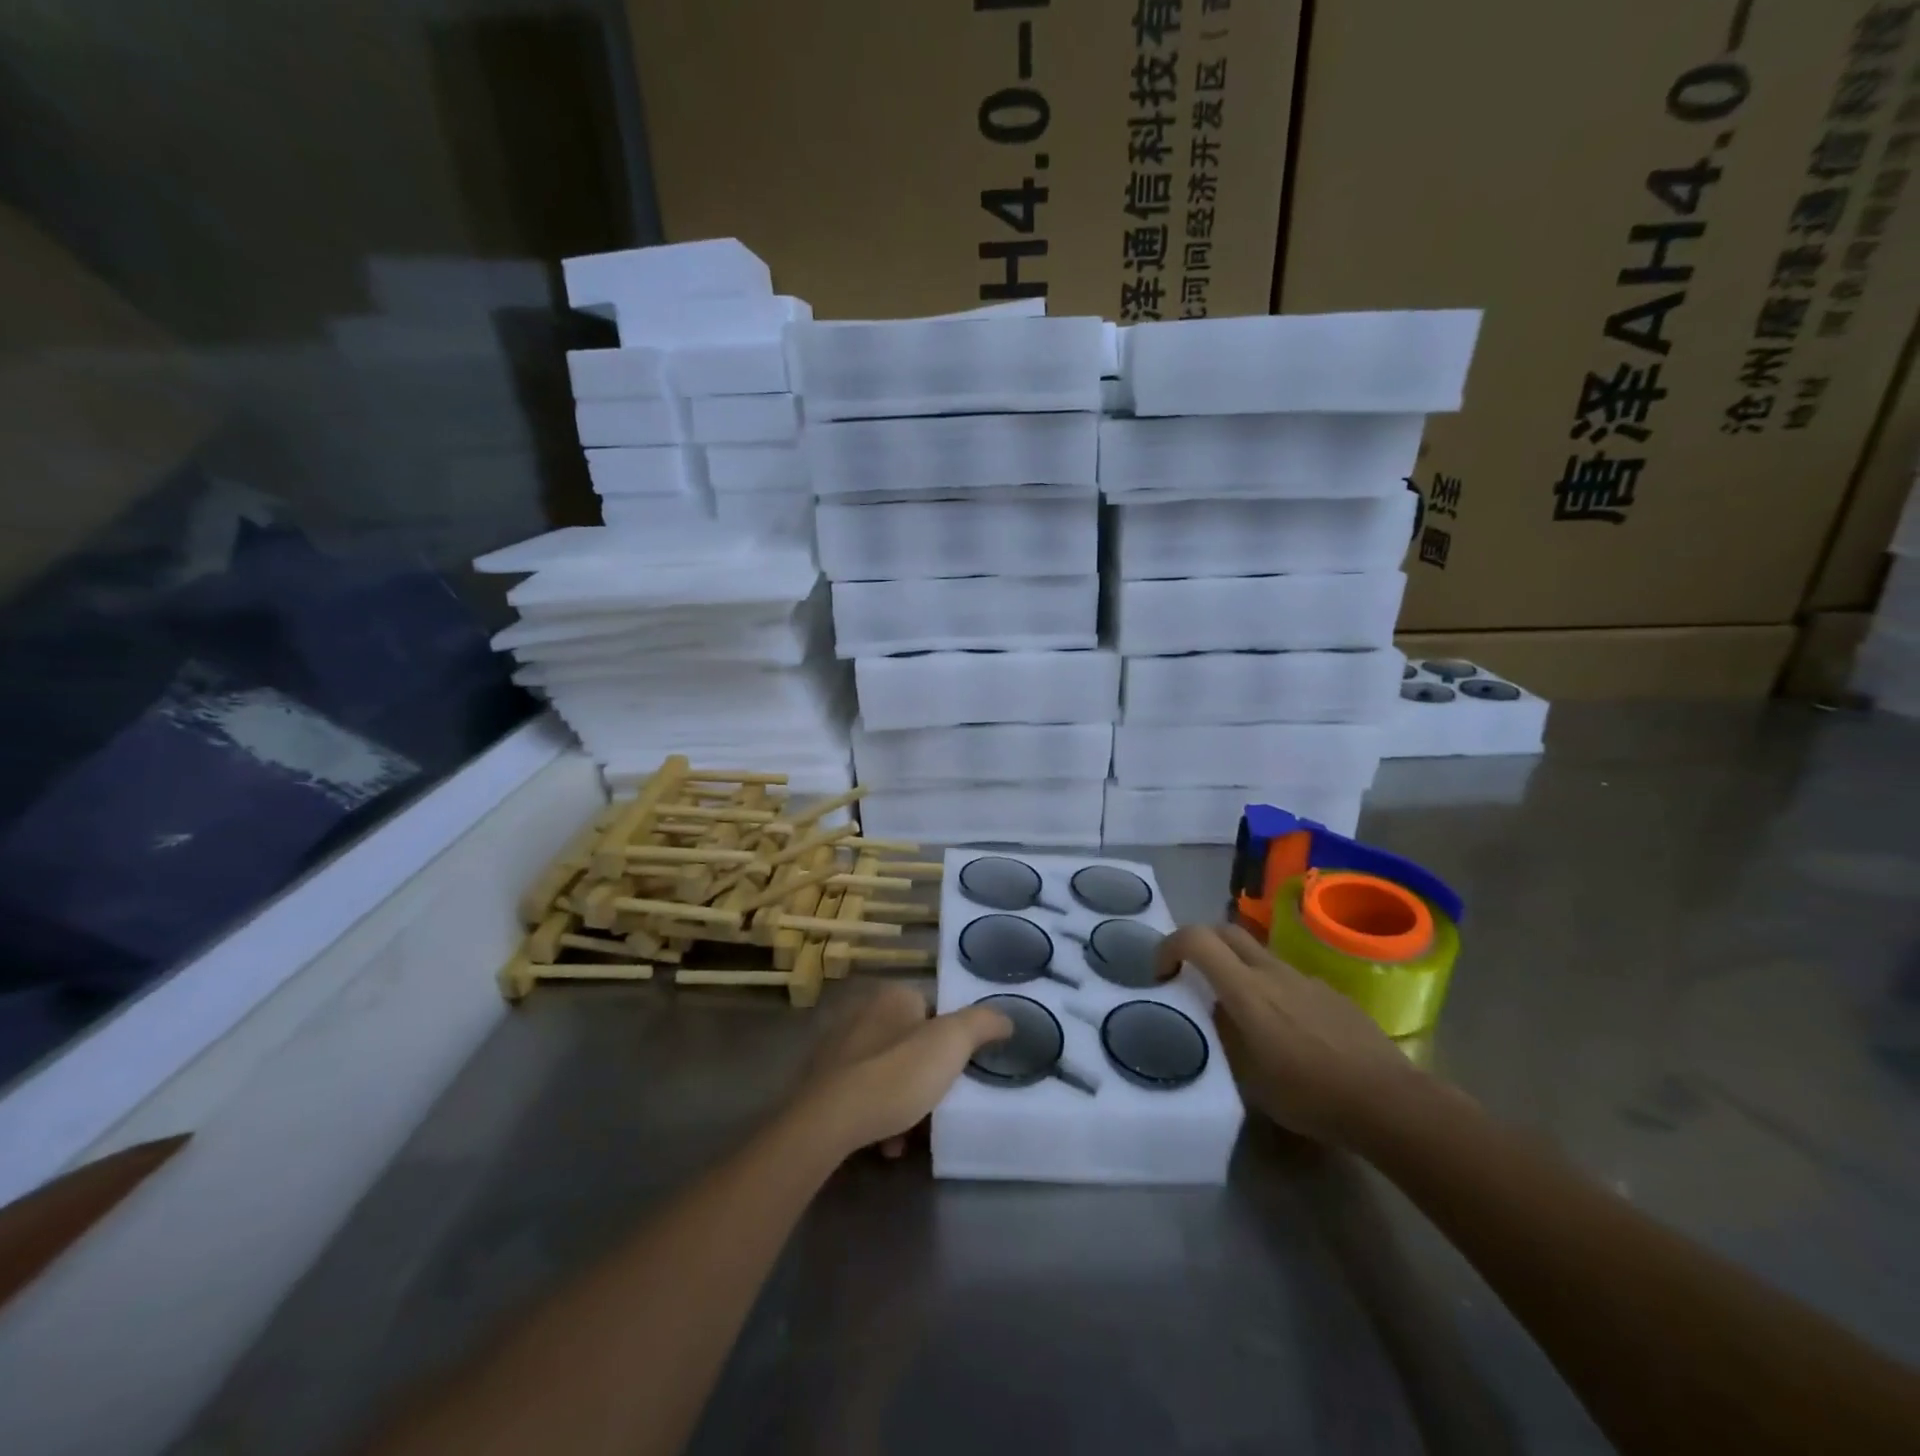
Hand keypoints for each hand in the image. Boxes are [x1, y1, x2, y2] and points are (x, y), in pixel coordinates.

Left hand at [794, 982, 1012, 1161]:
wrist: (827, 1122)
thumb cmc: (896, 1075)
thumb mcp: (952, 1043)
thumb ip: (982, 1024)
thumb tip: (1005, 1017)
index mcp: (893, 996)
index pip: (933, 1010)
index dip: (950, 1042)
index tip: (958, 1073)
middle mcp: (862, 1012)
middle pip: (910, 1044)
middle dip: (926, 1077)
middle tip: (939, 1105)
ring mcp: (838, 1047)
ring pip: (887, 1073)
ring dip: (904, 1103)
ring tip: (911, 1135)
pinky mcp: (822, 1082)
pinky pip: (862, 1095)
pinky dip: (878, 1116)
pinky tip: (886, 1144)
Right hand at [1157, 923, 1425, 1147]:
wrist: (1387, 1101)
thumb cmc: (1309, 1094)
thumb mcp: (1248, 1076)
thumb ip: (1224, 1033)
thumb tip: (1215, 1010)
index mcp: (1246, 988)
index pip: (1196, 938)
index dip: (1169, 946)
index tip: (1162, 973)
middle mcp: (1272, 971)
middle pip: (1225, 930)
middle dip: (1200, 943)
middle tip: (1192, 975)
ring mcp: (1305, 978)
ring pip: (1258, 953)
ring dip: (1237, 966)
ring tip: (1241, 1009)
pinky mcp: (1330, 992)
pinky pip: (1288, 976)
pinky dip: (1271, 987)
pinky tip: (1286, 1028)